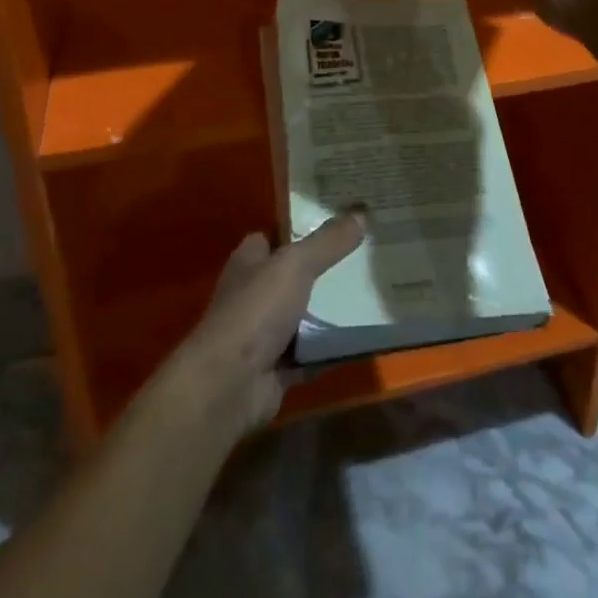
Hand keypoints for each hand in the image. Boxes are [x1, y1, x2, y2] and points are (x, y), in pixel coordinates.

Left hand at [167, 213, 366, 438]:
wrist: (229, 384)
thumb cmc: (256, 310)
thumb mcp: (296, 264)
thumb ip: (328, 241)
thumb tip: (360, 213)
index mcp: (249, 262)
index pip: (272, 237)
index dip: (298, 229)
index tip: (334, 224)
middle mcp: (253, 294)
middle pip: (291, 276)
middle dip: (321, 270)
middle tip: (362, 258)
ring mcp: (263, 333)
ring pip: (303, 315)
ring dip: (328, 312)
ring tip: (369, 295)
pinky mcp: (277, 368)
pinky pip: (311, 353)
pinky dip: (331, 349)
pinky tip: (360, 338)